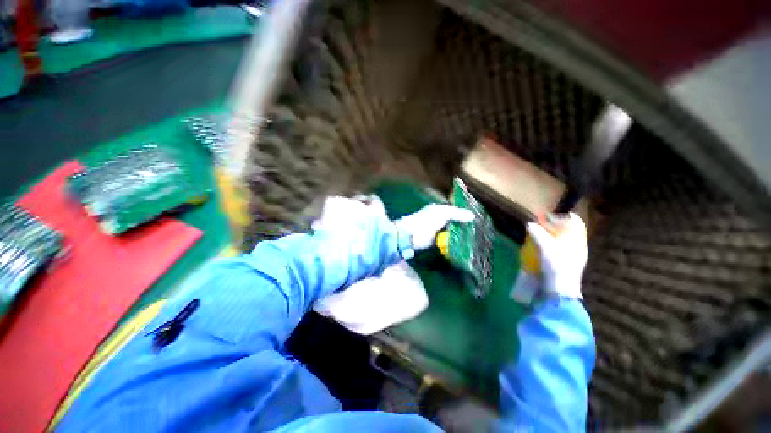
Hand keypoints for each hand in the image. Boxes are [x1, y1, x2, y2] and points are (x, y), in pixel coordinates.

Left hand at [395, 204, 474, 250]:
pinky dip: (455, 241)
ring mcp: (437, 230)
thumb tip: (473, 216)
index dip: (465, 213)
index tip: (478, 218)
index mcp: (439, 209)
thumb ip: (456, 214)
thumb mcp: (442, 214)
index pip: (455, 210)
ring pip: (452, 231)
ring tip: (476, 238)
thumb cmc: (424, 222)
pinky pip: (448, 240)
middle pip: (455, 221)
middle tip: (480, 230)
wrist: (408, 238)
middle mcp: (438, 219)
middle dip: (465, 225)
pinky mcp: (436, 242)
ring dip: (461, 234)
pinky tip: (465, 245)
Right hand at [526, 213, 587, 298]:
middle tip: (541, 226)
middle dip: (555, 226)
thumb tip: (530, 223)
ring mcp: (575, 256)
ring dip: (553, 236)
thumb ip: (538, 234)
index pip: (574, 221)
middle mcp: (579, 246)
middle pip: (569, 230)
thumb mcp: (545, 247)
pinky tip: (543, 249)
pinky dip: (553, 245)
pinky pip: (562, 249)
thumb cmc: (556, 266)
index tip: (547, 217)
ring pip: (565, 240)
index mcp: (578, 240)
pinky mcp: (568, 264)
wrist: (560, 290)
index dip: (561, 216)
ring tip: (540, 236)